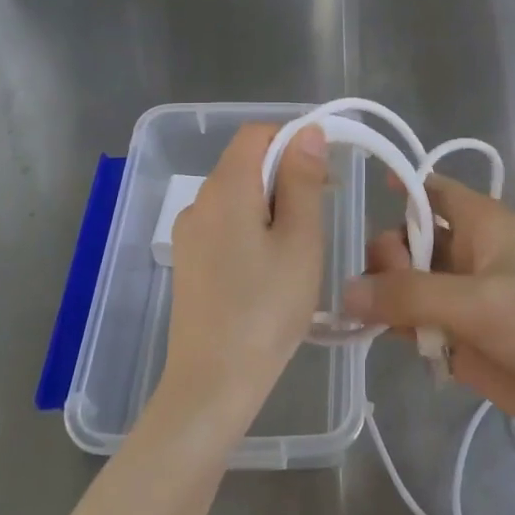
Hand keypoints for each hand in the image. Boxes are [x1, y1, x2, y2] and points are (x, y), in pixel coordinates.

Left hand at [159, 123, 327, 434]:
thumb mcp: (300, 241)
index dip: (294, 140)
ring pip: (237, 197)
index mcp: (224, 189)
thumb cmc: (267, 308)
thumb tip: (308, 132)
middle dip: (287, 176)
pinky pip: (225, 225)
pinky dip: (253, 229)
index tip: (325, 174)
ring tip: (300, 249)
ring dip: (273, 205)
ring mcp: (189, 234)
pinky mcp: (188, 262)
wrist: (212, 383)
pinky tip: (271, 269)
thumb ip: (302, 181)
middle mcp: (198, 202)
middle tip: (321, 216)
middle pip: (246, 163)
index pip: (256, 133)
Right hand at [343, 175, 514, 477]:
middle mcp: (468, 255)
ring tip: (369, 318)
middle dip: (387, 256)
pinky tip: (376, 337)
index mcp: (481, 223)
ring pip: (407, 284)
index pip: (429, 190)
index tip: (360, 198)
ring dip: (384, 295)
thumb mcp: (481, 301)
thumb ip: (410, 294)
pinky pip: (416, 324)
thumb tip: (345, 291)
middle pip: (408, 238)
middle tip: (386, 291)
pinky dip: (396, 328)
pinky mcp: (462, 342)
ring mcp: (464, 300)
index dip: (396, 187)